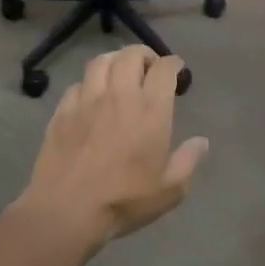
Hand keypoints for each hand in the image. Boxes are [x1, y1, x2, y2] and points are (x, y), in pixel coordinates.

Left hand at [18, 46, 209, 246]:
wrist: (66, 210)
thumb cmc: (124, 200)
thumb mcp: (169, 190)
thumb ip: (188, 161)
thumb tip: (202, 141)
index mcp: (150, 109)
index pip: (164, 68)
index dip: (173, 63)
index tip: (177, 69)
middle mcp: (119, 95)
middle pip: (131, 55)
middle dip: (144, 55)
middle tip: (149, 68)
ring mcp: (87, 100)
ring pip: (101, 61)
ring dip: (115, 60)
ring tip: (120, 72)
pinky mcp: (62, 111)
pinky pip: (77, 84)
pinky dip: (89, 83)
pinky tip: (91, 96)